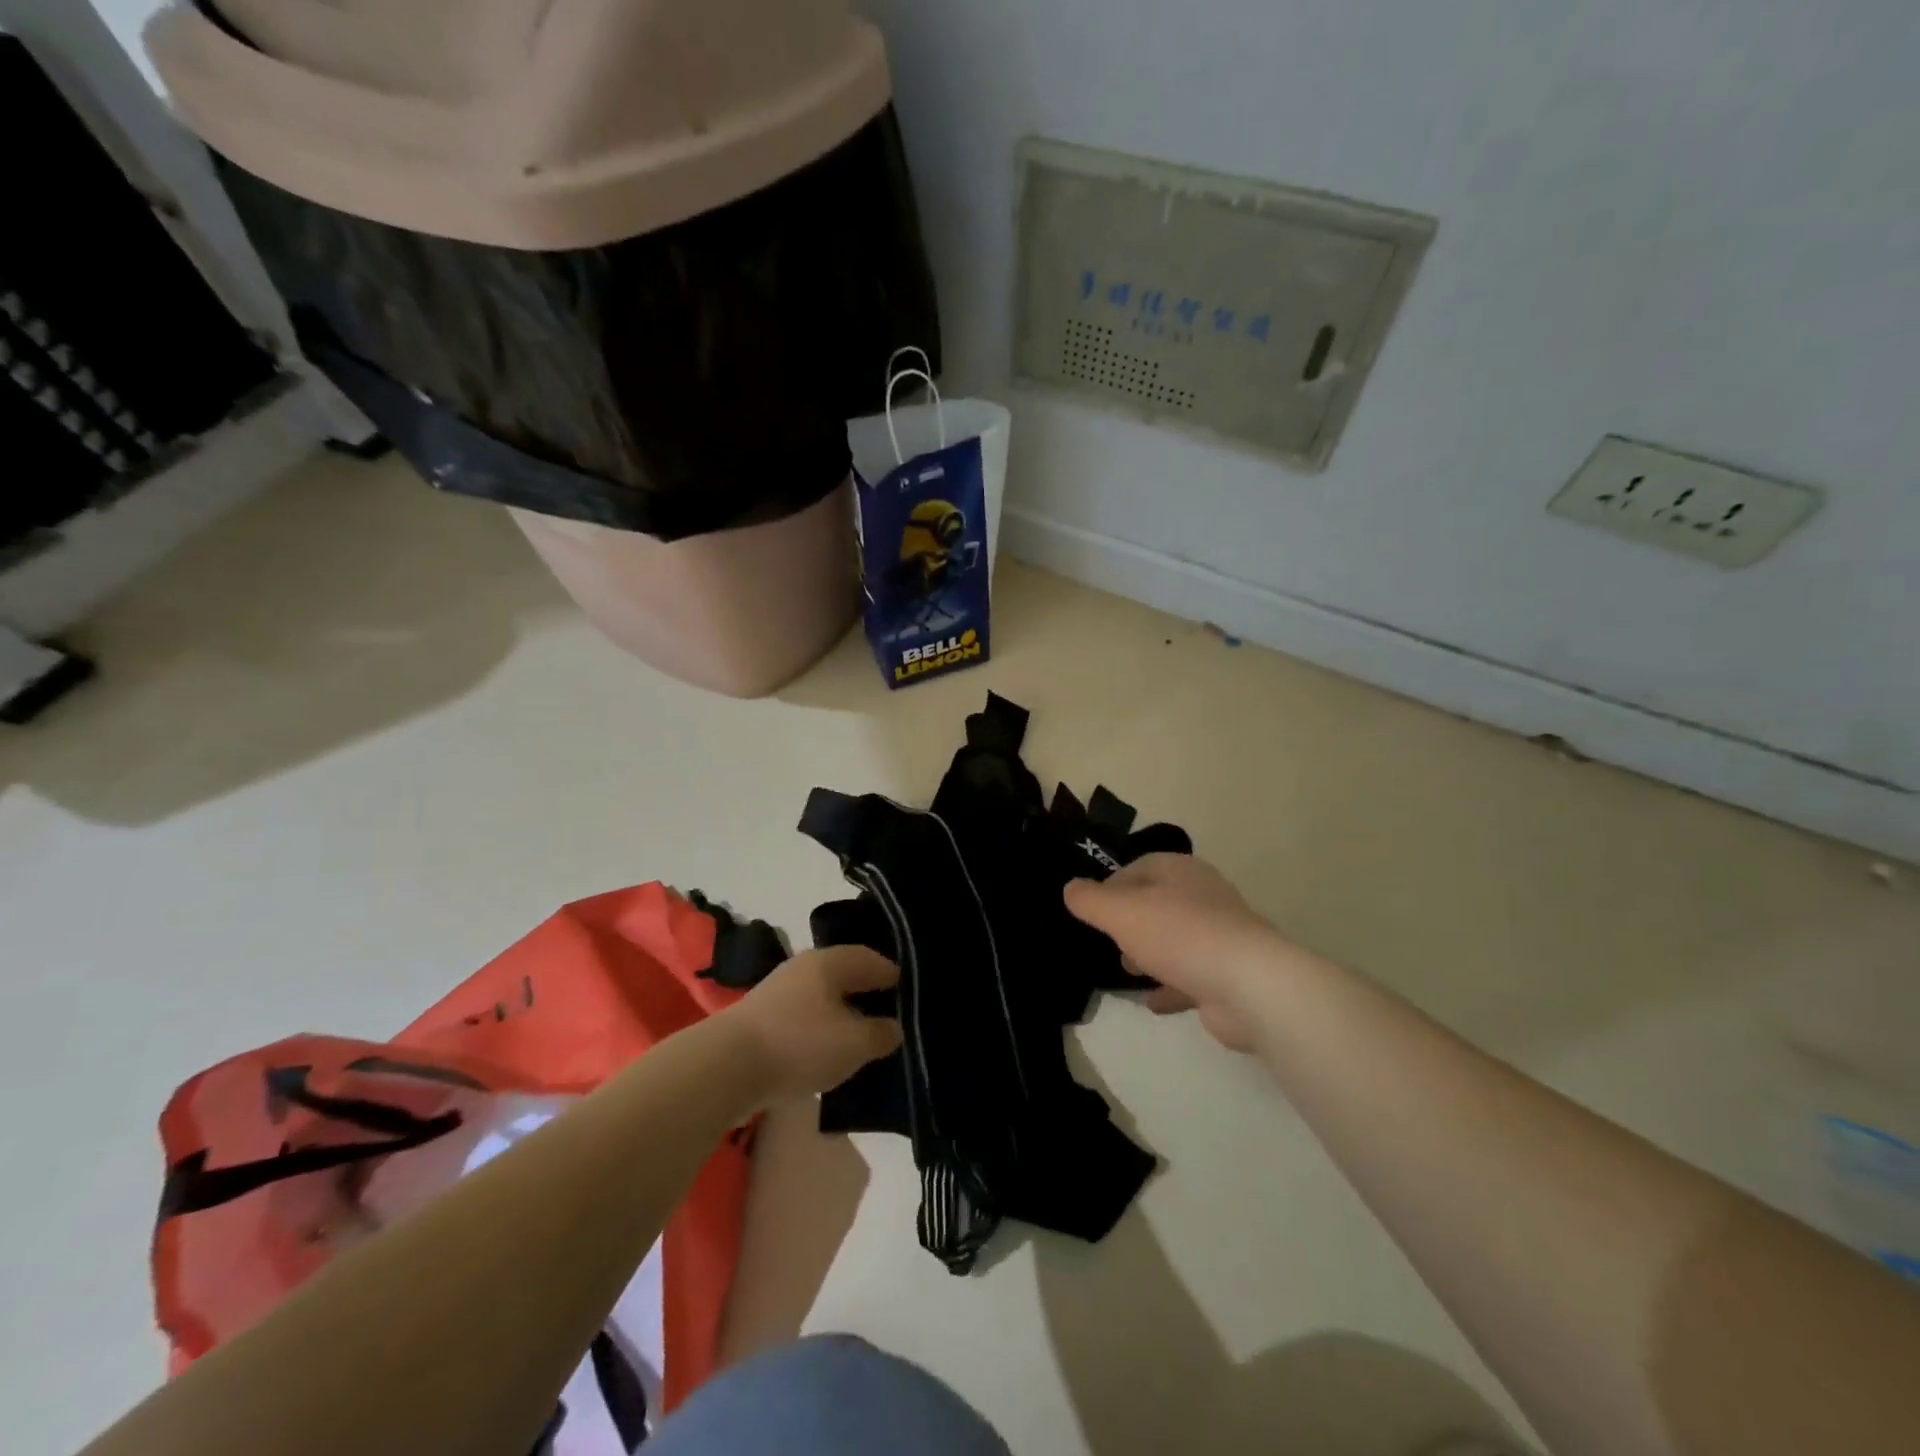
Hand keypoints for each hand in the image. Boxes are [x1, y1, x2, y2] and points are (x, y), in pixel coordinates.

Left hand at [725, 946, 902, 1103]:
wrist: (726, 1067)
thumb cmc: (800, 1044)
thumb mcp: (854, 1043)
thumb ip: (881, 1034)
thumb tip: (893, 1027)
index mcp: (830, 962)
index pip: (871, 958)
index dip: (892, 974)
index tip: (909, 990)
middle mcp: (804, 967)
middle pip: (844, 973)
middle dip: (866, 990)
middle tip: (889, 1010)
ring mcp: (779, 990)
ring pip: (823, 995)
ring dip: (842, 1010)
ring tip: (860, 1032)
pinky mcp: (763, 1017)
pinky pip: (805, 1015)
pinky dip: (821, 1026)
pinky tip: (827, 1047)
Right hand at [1065, 854, 1279, 1051]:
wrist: (1249, 985)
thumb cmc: (1179, 936)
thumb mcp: (1121, 912)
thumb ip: (1090, 900)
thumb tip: (1070, 889)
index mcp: (1180, 871)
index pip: (1137, 868)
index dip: (1110, 888)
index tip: (1091, 914)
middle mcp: (1203, 896)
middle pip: (1156, 903)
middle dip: (1129, 924)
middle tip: (1108, 945)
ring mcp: (1220, 934)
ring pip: (1174, 939)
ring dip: (1149, 955)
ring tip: (1128, 973)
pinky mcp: (1229, 972)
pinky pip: (1191, 974)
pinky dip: (1170, 985)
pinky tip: (1153, 1002)